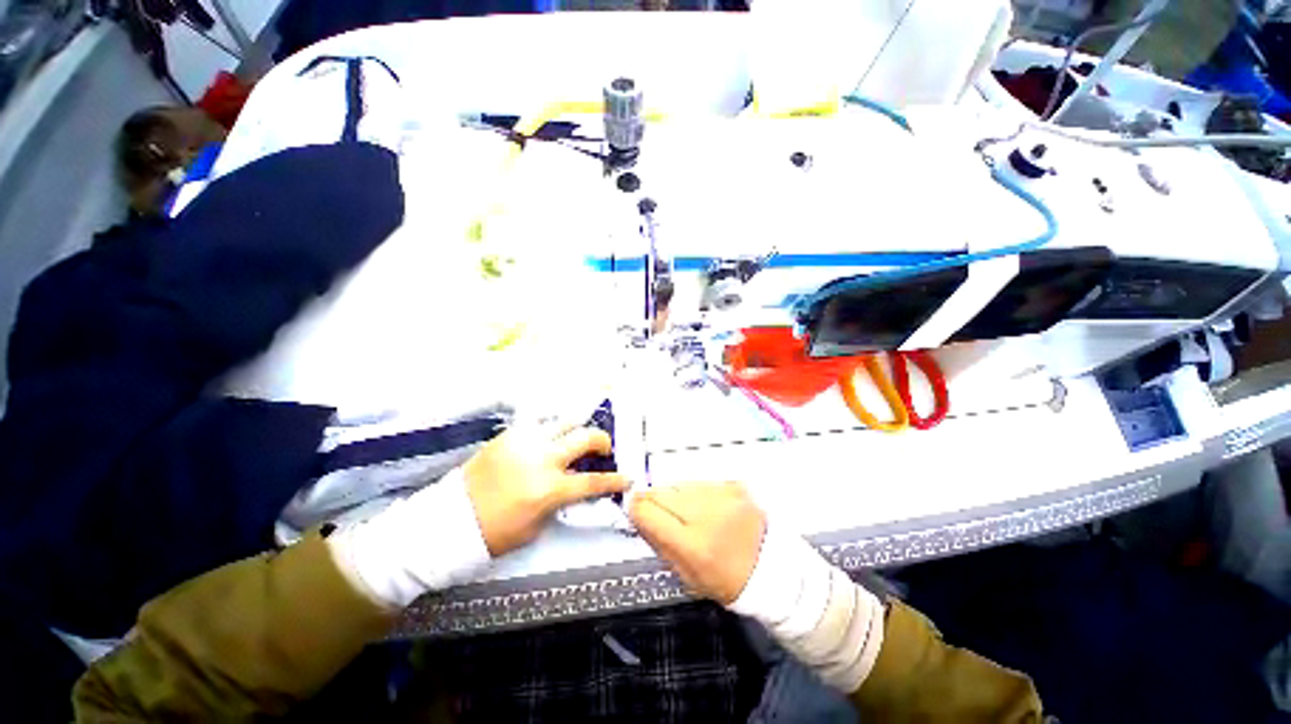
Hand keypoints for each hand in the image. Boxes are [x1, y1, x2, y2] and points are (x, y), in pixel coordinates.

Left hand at [465, 422, 628, 555]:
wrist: (450, 519)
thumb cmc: (496, 532)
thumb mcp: (537, 525)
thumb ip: (560, 502)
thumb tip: (573, 486)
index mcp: (549, 489)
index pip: (593, 481)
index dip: (615, 480)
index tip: (628, 478)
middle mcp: (541, 459)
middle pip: (585, 438)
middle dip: (602, 441)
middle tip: (603, 449)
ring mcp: (525, 442)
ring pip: (564, 422)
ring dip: (576, 431)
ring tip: (575, 440)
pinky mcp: (509, 434)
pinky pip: (538, 423)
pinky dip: (550, 430)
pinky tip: (547, 439)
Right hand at [629, 482, 765, 604]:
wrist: (771, 566)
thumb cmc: (725, 579)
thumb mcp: (686, 576)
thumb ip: (657, 542)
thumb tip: (637, 514)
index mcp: (692, 544)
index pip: (648, 511)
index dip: (636, 509)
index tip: (634, 510)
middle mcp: (705, 513)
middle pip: (661, 492)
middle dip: (655, 502)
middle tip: (664, 516)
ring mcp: (721, 495)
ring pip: (679, 485)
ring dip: (676, 497)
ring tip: (690, 515)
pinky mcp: (733, 485)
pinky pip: (700, 483)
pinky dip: (697, 493)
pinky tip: (707, 509)